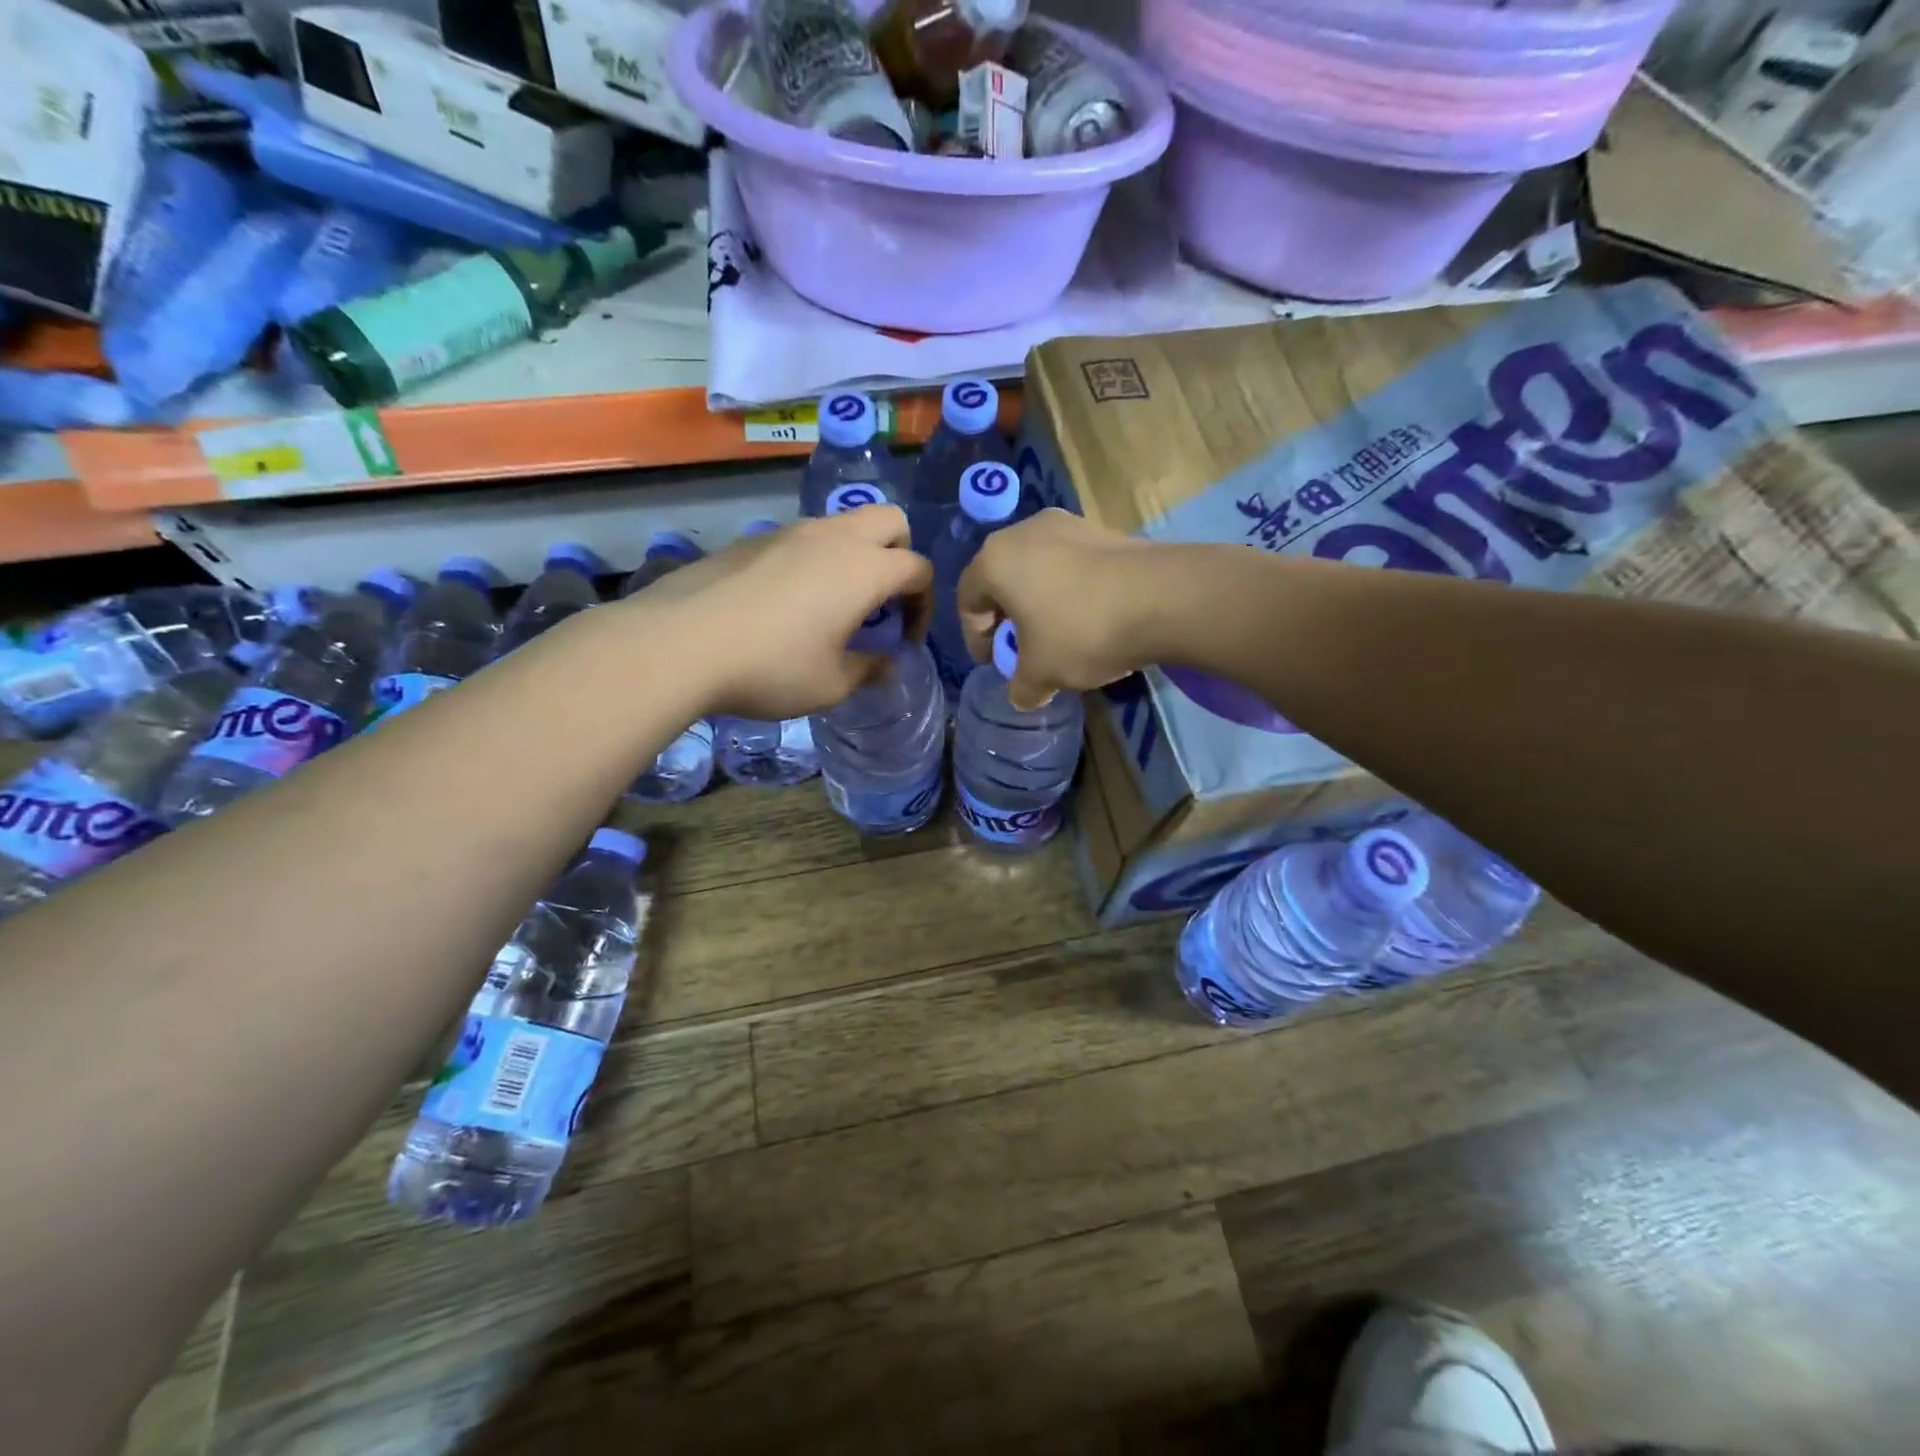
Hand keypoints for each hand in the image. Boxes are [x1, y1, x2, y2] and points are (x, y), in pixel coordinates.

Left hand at [627, 506, 931, 719]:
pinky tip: (787, 604)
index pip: (918, 569)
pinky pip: (802, 539)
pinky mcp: (752, 540)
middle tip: (882, 602)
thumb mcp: (831, 684)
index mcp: (864, 569)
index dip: (923, 605)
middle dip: (900, 556)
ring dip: (855, 556)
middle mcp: (833, 538)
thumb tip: (887, 663)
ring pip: (842, 525)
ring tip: (835, 605)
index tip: (905, 639)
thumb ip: (870, 670)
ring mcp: (789, 532)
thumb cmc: (771, 668)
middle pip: (890, 521)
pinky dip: (815, 561)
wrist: (679, 644)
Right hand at [957, 509, 1158, 710]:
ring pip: (1037, 569)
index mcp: (995, 560)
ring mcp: (1066, 524)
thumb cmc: (1082, 632)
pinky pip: (1070, 564)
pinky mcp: (1102, 529)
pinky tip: (1090, 619)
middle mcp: (1024, 531)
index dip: (975, 637)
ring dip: (1039, 603)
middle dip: (1007, 618)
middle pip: (1001, 579)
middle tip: (1021, 648)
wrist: (1163, 598)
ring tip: (1058, 636)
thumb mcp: (1042, 674)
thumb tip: (1022, 695)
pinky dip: (1069, 591)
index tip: (994, 662)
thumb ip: (1021, 687)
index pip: (967, 600)